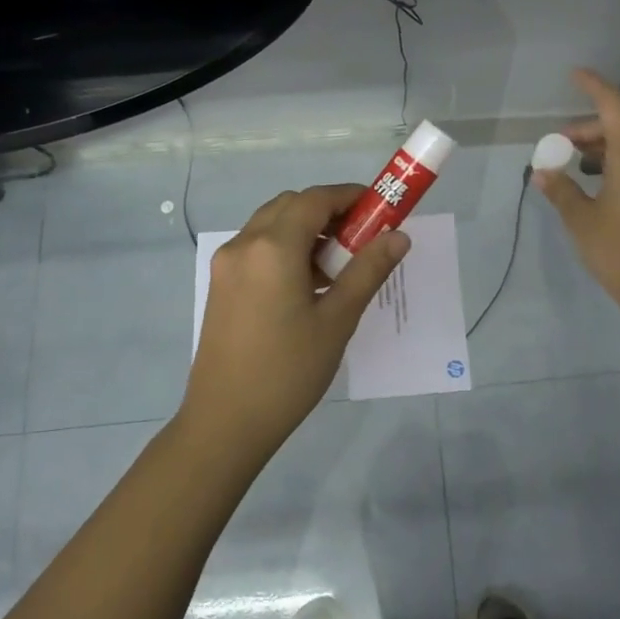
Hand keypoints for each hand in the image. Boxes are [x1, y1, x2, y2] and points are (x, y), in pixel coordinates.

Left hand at [183, 184, 409, 456]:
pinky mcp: (220, 284)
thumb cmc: (289, 371)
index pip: (315, 199)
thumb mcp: (337, 320)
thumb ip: (368, 270)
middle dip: (328, 211)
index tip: (380, 207)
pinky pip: (257, 247)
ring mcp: (226, 264)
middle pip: (291, 205)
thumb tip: (399, 236)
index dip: (350, 196)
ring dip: (305, 229)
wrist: (225, 422)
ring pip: (271, 224)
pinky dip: (285, 247)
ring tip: (337, 265)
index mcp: (273, 247)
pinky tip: (307, 283)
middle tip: (361, 237)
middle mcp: (244, 244)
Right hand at [535, 68, 619, 321]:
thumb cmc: (618, 250)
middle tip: (559, 147)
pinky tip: (598, 183)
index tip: (574, 74)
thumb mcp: (580, 218)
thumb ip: (560, 188)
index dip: (594, 86)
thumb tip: (542, 172)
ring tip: (574, 166)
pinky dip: (619, 163)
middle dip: (588, 131)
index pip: (614, 106)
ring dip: (603, 149)